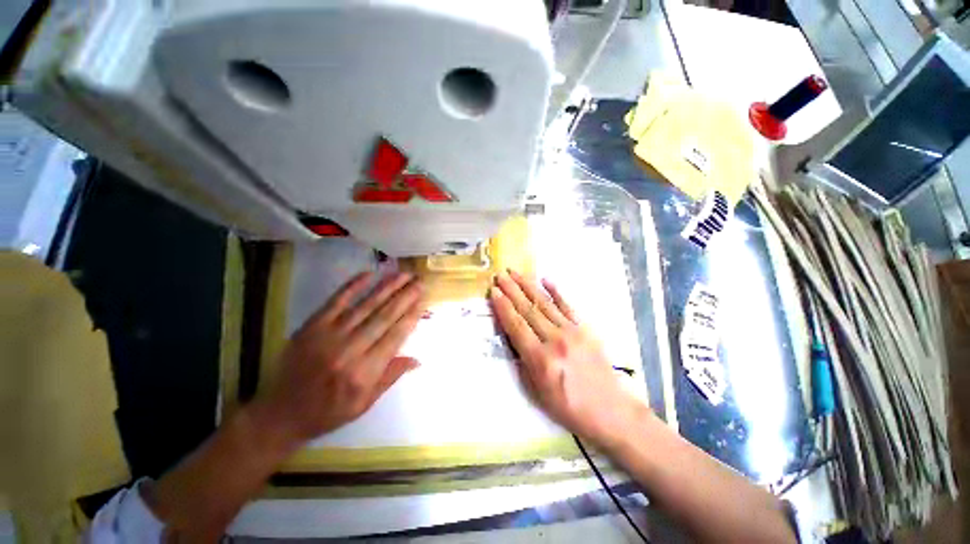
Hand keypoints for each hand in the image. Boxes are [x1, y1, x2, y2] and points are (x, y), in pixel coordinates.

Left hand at [260, 271, 424, 442]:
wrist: (281, 413)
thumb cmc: (328, 412)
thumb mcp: (364, 403)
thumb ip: (390, 377)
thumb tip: (416, 359)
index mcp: (364, 373)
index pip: (395, 337)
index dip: (411, 317)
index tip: (423, 301)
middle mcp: (349, 350)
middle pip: (384, 317)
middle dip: (405, 297)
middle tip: (419, 282)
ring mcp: (329, 335)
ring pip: (366, 305)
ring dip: (387, 287)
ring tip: (403, 274)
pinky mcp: (312, 326)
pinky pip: (336, 301)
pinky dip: (353, 285)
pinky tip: (369, 273)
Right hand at [489, 270, 648, 450]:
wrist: (611, 410)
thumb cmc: (569, 407)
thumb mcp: (537, 393)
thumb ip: (523, 362)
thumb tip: (513, 337)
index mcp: (540, 359)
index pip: (516, 326)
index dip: (503, 307)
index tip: (494, 292)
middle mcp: (555, 340)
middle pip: (528, 310)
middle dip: (512, 290)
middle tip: (500, 276)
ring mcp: (572, 332)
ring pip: (544, 304)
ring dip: (528, 286)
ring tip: (516, 273)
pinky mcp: (585, 329)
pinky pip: (567, 306)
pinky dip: (556, 291)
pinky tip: (546, 280)